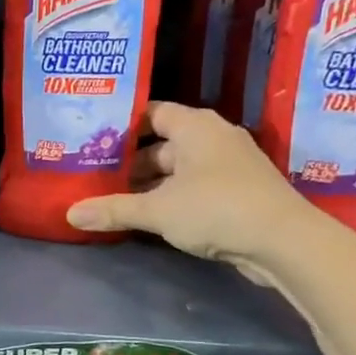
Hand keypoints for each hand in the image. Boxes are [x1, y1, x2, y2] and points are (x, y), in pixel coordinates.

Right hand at [65, 101, 316, 268]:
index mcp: (195, 126)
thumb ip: (113, 209)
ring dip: (153, 184)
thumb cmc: (216, 209)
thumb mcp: (157, 210)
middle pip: (164, 143)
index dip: (123, 126)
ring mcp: (231, 164)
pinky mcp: (241, 191)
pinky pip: (197, 185)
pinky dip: (175, 196)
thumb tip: (70, 214)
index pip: (152, 113)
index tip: (95, 141)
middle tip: (99, 177)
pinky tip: (154, 217)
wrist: (285, 241)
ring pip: (181, 168)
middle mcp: (214, 137)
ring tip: (119, 200)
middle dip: (133, 162)